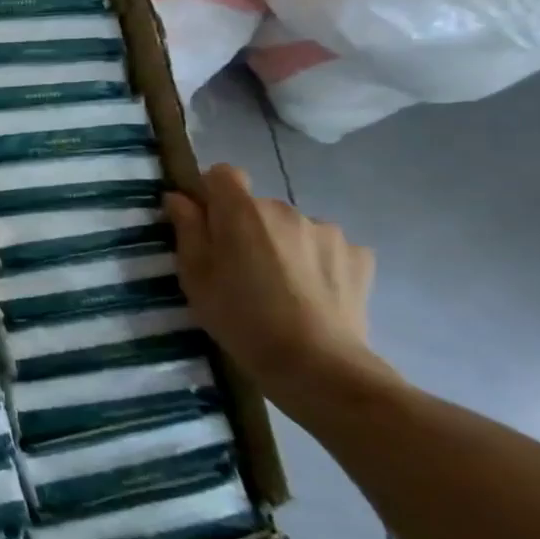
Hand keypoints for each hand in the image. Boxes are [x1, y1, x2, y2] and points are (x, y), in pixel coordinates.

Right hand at [163, 165, 397, 416]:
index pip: (223, 174)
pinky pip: (327, 248)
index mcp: (242, 211)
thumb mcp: (195, 277)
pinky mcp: (360, 256)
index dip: (212, 194)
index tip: (207, 225)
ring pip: (293, 228)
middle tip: (241, 270)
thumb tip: (180, 198)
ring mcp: (328, 231)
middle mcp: (286, 209)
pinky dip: (318, 262)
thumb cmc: (240, 318)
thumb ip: (187, 230)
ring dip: (284, 245)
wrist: (317, 364)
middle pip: (258, 206)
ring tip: (282, 287)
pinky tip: (313, 295)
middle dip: (248, 228)